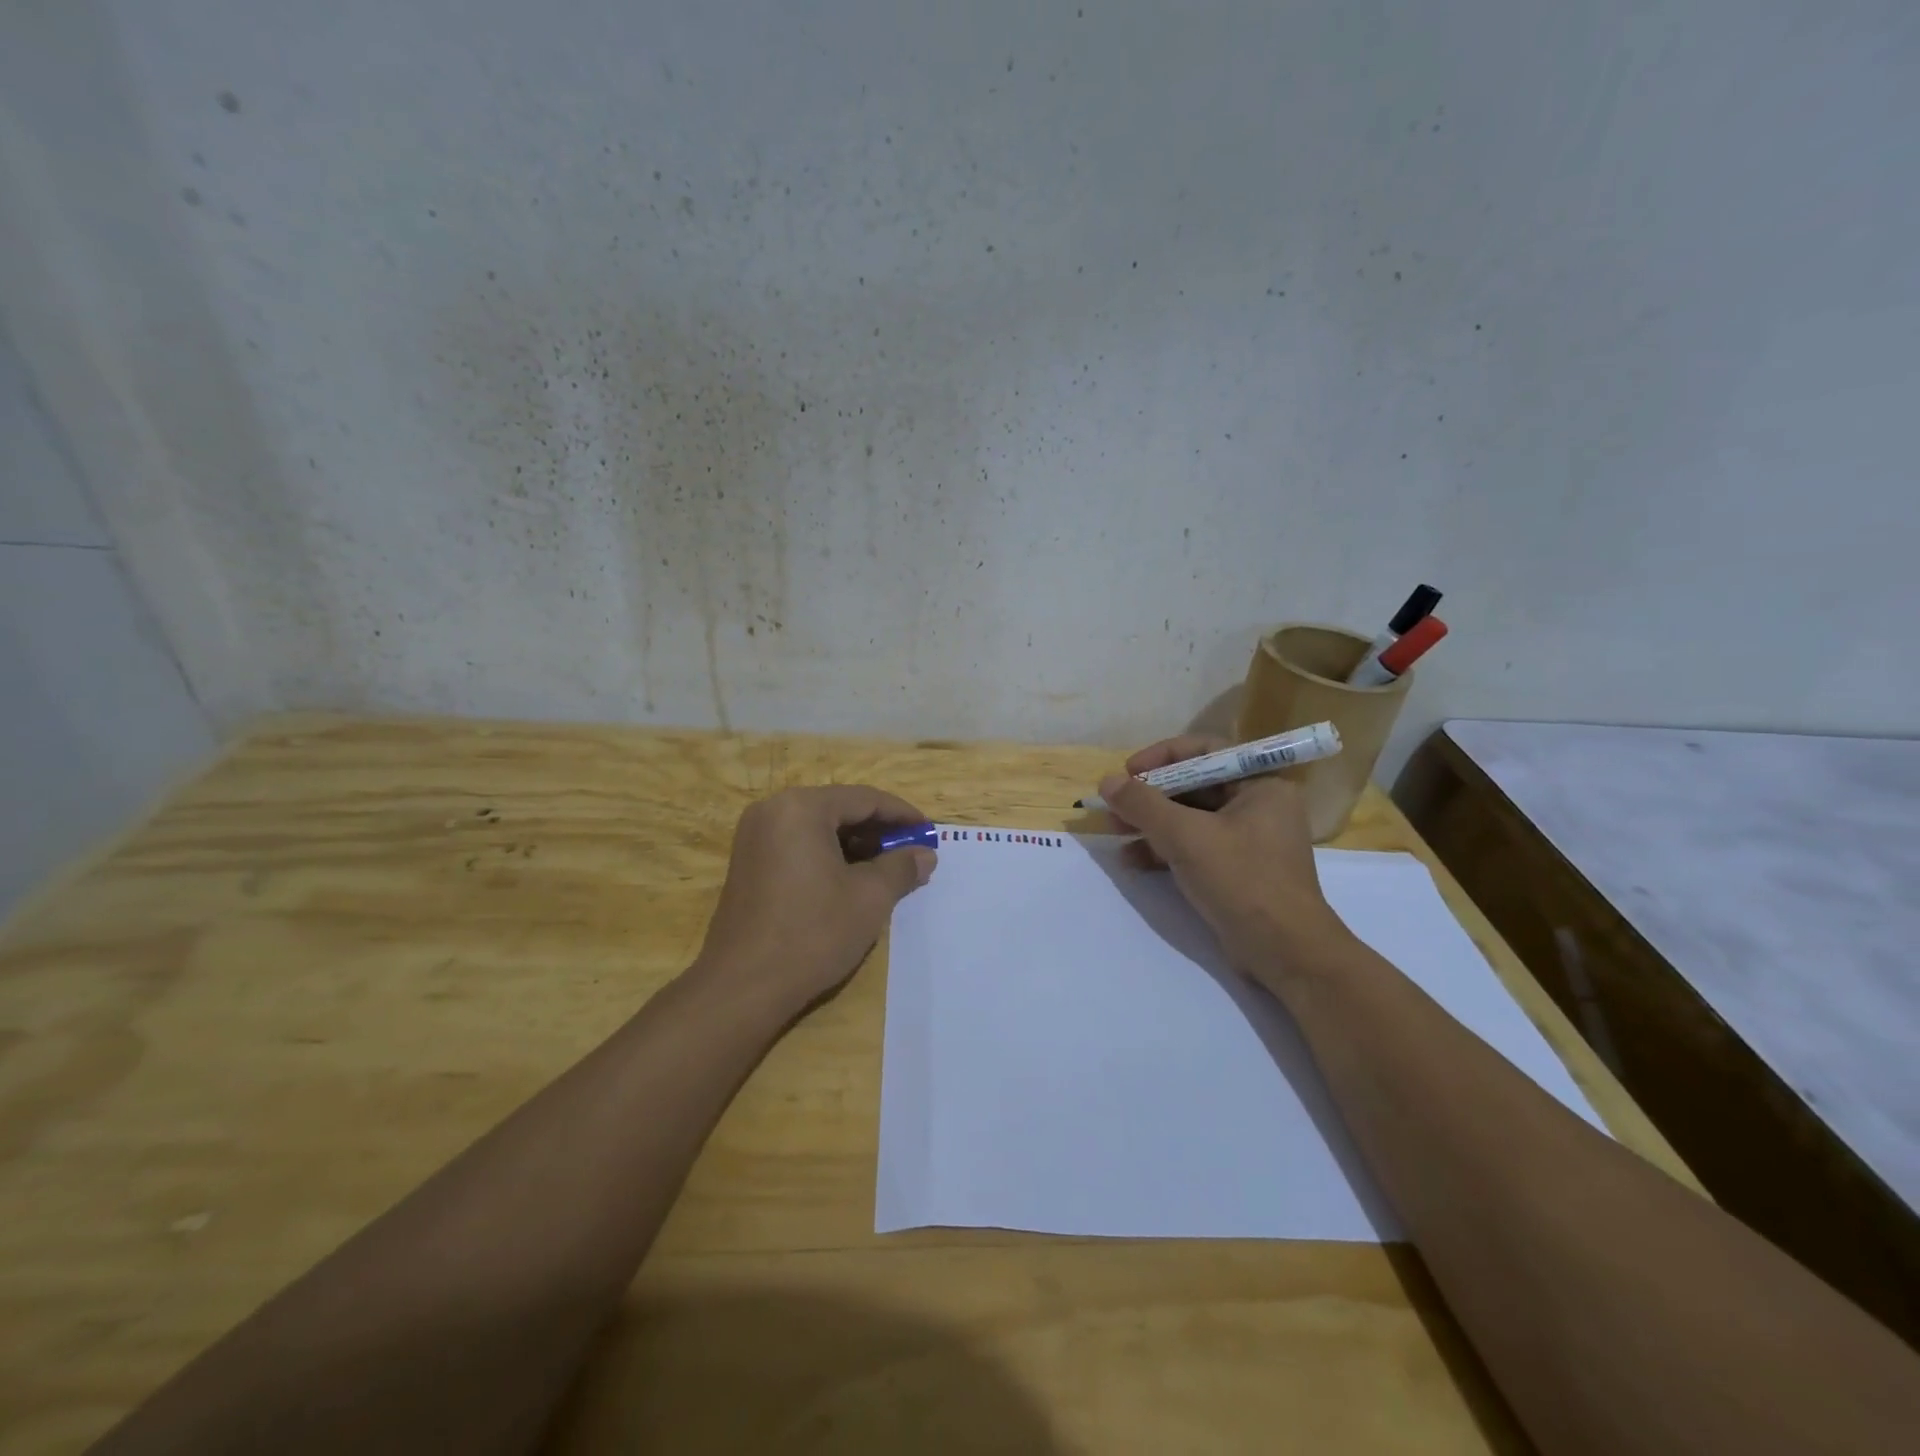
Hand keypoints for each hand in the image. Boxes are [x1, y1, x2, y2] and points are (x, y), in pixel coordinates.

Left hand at [694, 786, 935, 1015]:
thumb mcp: (870, 898)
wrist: (742, 987)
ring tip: (887, 871)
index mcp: (801, 808)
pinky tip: (852, 882)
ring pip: (819, 829)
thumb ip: (902, 868)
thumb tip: (925, 855)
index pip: (864, 799)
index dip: (902, 815)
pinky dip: (829, 857)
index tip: (929, 833)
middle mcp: (773, 811)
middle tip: (911, 854)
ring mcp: (754, 838)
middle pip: (839, 810)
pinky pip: (798, 846)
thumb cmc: (813, 933)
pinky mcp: (748, 864)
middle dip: (879, 831)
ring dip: (856, 845)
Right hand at [1100, 736, 1350, 982]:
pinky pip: (1194, 847)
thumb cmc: (1242, 880)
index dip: (1162, 757)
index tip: (1128, 772)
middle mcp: (1258, 807)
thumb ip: (1143, 805)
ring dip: (1151, 824)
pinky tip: (1131, 860)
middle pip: (1194, 786)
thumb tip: (1106, 781)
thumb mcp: (1186, 836)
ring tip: (1114, 832)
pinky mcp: (1236, 871)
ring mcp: (1247, 841)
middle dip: (1150, 796)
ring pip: (1190, 819)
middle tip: (1114, 806)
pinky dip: (1163, 850)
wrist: (1285, 952)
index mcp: (1261, 786)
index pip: (1206, 752)